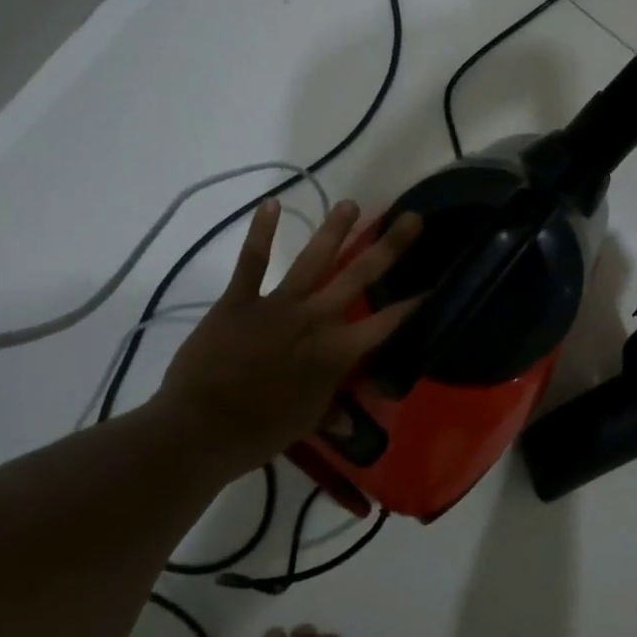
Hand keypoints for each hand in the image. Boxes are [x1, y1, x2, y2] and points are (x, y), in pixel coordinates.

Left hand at [157, 198, 422, 476]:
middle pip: (359, 276)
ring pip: (314, 259)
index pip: (386, 322)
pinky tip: (271, 203)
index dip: (414, 303)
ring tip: (352, 204)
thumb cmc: (260, 432)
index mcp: (337, 352)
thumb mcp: (304, 424)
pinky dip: (261, 232)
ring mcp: (278, 305)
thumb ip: (331, 413)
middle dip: (389, 246)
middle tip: (411, 218)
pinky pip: (252, 261)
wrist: (201, 428)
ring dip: (335, 230)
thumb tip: (353, 425)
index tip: (436, 282)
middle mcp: (315, 319)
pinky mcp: (240, 300)